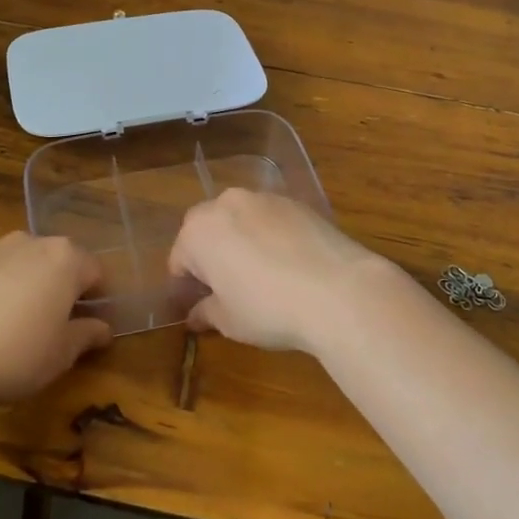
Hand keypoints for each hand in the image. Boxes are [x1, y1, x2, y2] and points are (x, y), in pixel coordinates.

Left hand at [0, 233, 110, 407]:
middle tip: (54, 326)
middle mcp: (28, 243)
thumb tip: (103, 329)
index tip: (91, 325)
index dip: (98, 299)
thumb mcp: (62, 354)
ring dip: (24, 286)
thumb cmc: (16, 354)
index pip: (95, 272)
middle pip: (56, 262)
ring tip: (12, 326)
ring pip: (18, 265)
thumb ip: (88, 335)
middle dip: (59, 288)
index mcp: (64, 259)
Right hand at [168, 189, 403, 353]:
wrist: (339, 290)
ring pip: (240, 220)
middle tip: (228, 289)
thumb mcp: (229, 320)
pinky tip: (289, 264)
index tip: (200, 306)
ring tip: (262, 275)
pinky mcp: (297, 202)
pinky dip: (271, 236)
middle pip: (207, 230)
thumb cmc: (269, 308)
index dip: (187, 286)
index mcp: (198, 231)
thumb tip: (195, 315)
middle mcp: (227, 203)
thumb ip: (206, 312)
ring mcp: (265, 198)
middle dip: (211, 255)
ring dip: (241, 241)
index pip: (179, 260)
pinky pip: (271, 219)